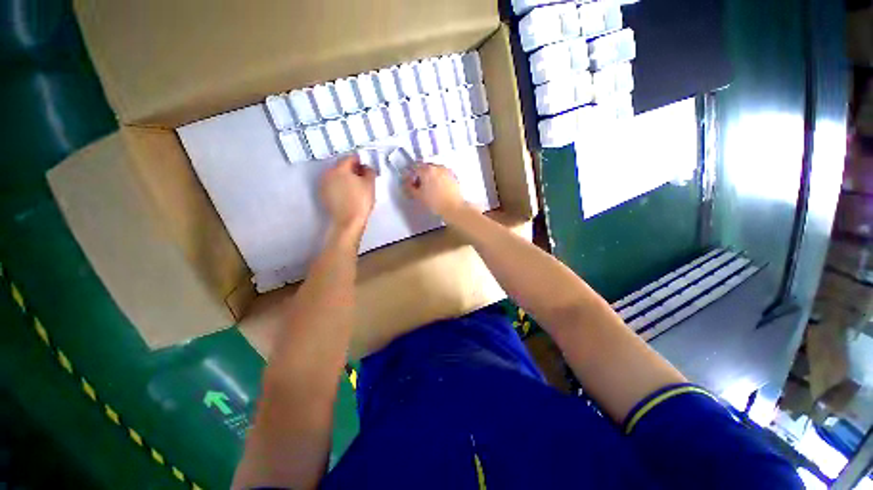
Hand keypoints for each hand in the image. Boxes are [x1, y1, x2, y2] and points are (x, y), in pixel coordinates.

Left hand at [320, 156, 375, 235]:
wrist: (349, 221)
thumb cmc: (360, 202)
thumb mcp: (370, 184)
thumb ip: (369, 171)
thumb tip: (366, 168)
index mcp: (339, 168)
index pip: (350, 158)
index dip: (360, 161)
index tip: (365, 167)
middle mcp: (328, 174)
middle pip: (341, 166)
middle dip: (352, 170)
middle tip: (362, 177)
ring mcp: (324, 185)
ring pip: (336, 176)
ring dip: (345, 178)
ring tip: (356, 187)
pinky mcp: (323, 195)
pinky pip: (333, 186)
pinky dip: (340, 187)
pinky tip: (349, 194)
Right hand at [403, 163, 467, 218]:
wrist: (454, 208)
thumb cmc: (435, 202)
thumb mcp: (419, 196)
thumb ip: (410, 187)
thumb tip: (408, 183)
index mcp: (427, 170)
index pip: (414, 168)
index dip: (410, 176)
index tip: (410, 183)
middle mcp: (437, 167)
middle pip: (425, 167)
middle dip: (420, 175)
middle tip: (419, 186)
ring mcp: (446, 171)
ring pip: (434, 170)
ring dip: (430, 176)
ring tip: (429, 188)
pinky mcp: (453, 176)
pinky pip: (442, 174)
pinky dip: (438, 179)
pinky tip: (438, 188)